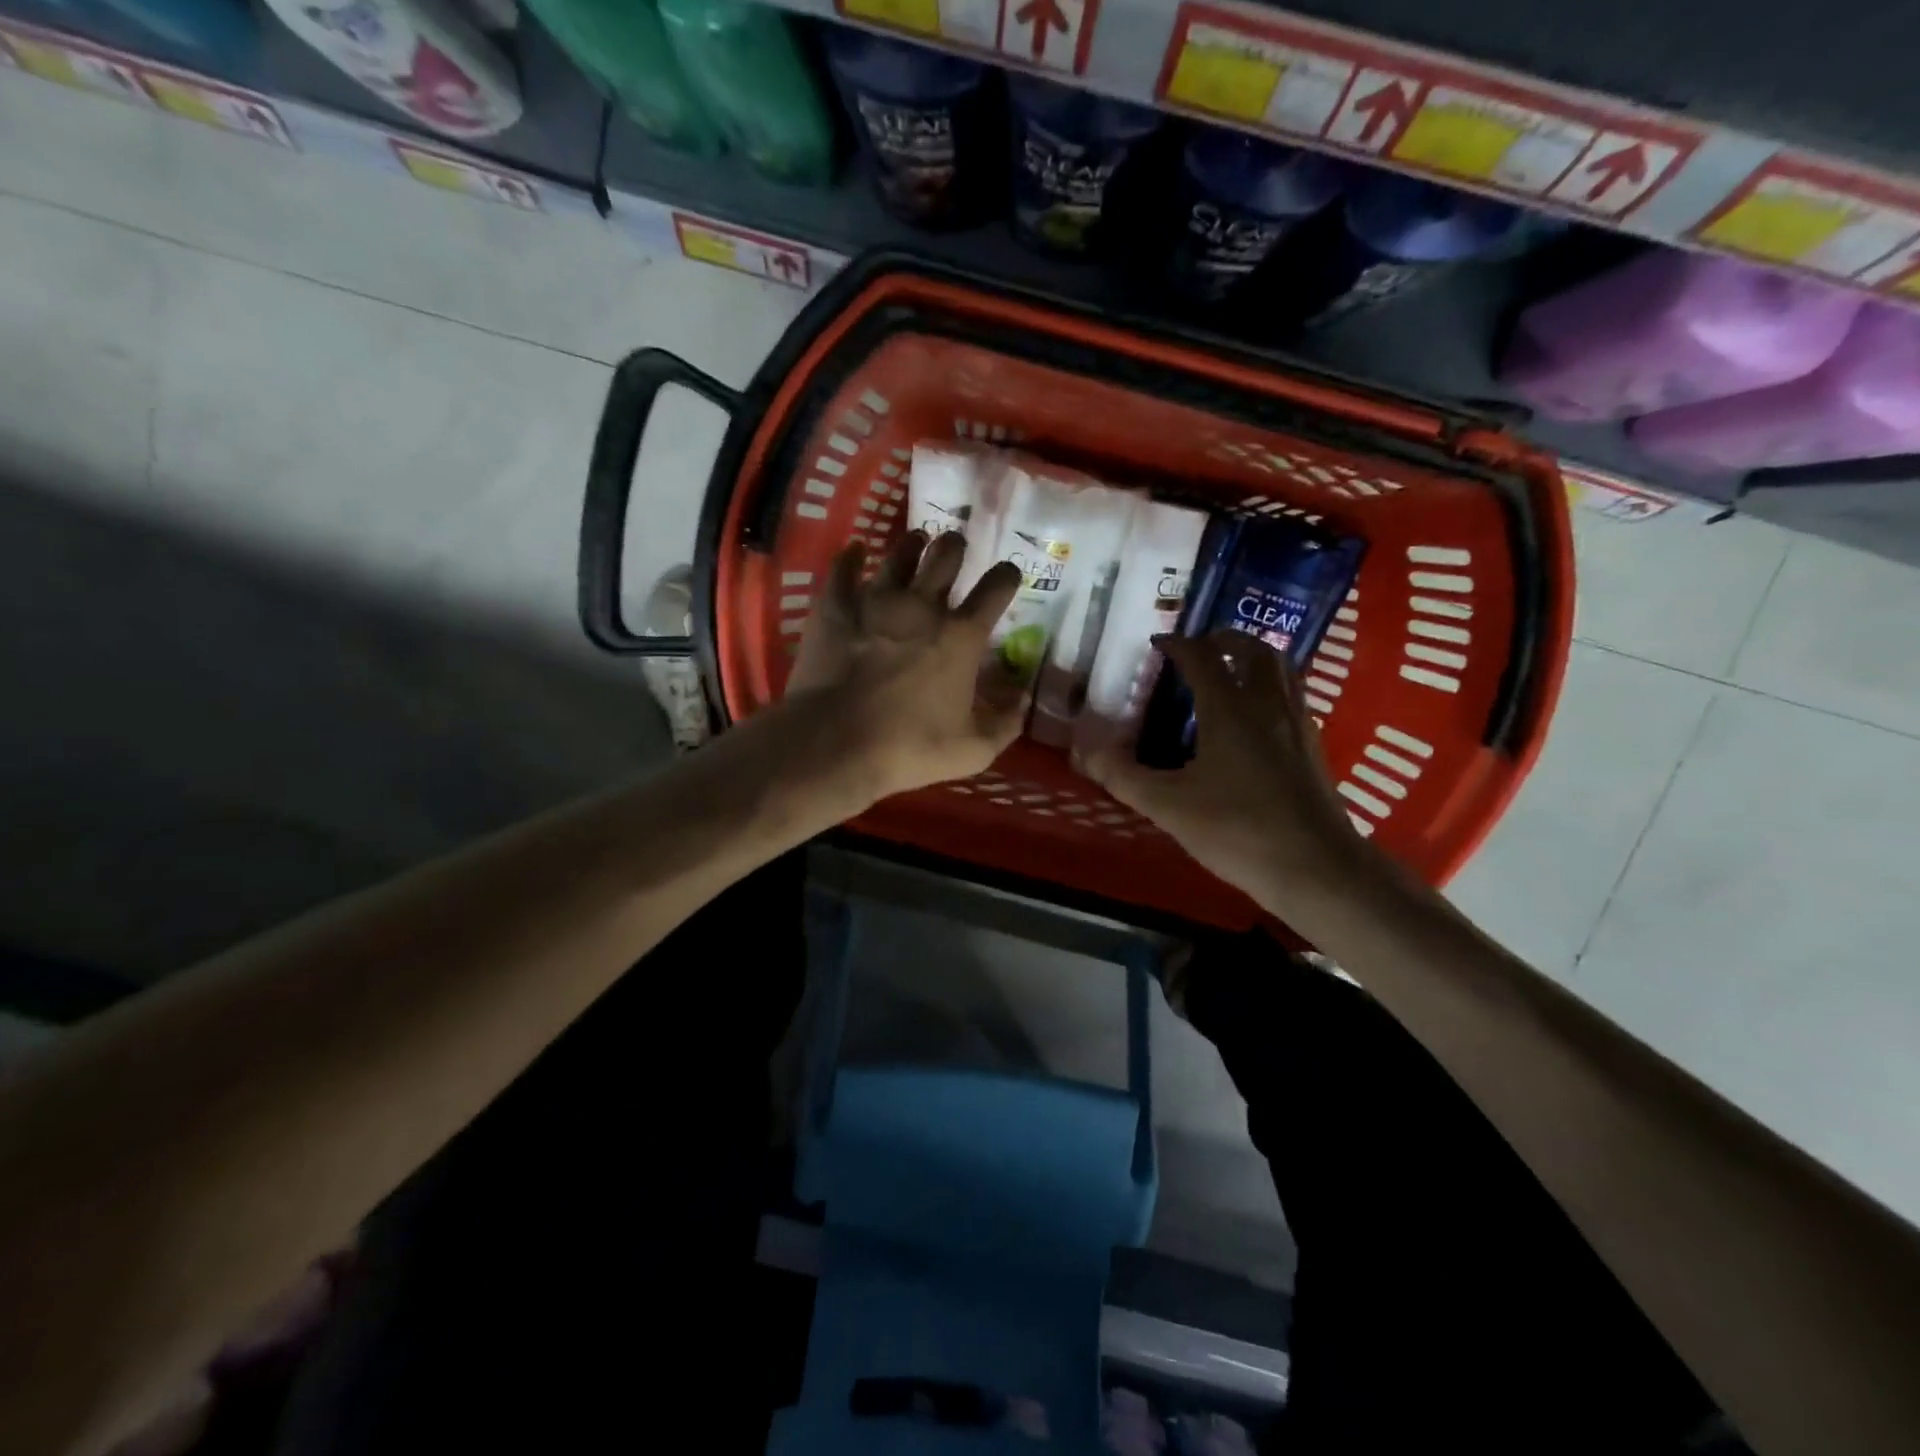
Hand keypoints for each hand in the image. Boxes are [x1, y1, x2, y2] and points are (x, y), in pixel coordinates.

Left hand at [784, 530, 1024, 805]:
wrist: (835, 743)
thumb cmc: (909, 748)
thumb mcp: (973, 749)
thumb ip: (1005, 723)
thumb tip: (1023, 699)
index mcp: (961, 636)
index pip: (996, 589)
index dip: (1007, 576)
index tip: (1008, 575)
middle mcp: (923, 606)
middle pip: (946, 555)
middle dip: (957, 546)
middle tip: (956, 548)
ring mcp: (875, 601)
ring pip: (899, 554)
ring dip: (912, 545)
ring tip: (916, 541)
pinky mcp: (836, 608)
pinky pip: (844, 570)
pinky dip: (851, 557)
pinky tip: (854, 550)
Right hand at [1076, 631, 1375, 915]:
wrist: (1316, 869)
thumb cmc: (1238, 831)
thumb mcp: (1169, 807)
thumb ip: (1124, 777)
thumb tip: (1086, 752)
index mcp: (1231, 710)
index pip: (1203, 658)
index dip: (1179, 645)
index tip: (1159, 643)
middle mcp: (1268, 705)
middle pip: (1254, 651)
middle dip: (1226, 639)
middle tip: (1202, 647)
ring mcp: (1297, 725)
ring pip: (1282, 670)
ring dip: (1255, 658)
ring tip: (1231, 670)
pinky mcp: (1313, 748)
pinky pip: (1293, 696)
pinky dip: (1271, 687)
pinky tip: (1257, 717)